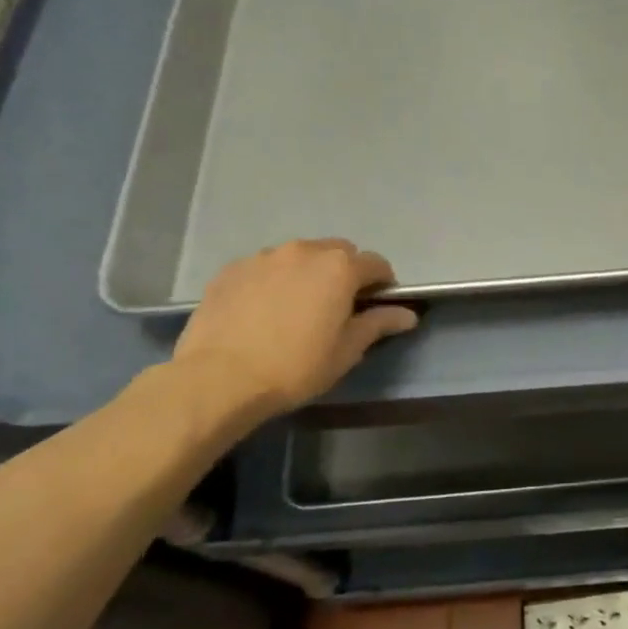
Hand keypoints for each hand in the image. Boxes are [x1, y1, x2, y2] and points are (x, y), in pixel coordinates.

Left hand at [173, 239, 418, 418]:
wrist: (220, 378)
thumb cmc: (296, 366)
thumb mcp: (347, 350)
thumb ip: (379, 323)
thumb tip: (407, 314)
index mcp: (339, 268)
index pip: (376, 264)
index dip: (383, 284)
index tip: (377, 306)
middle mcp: (304, 251)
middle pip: (338, 252)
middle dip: (345, 272)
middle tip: (338, 306)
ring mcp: (264, 257)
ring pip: (299, 257)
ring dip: (308, 273)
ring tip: (297, 307)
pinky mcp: (231, 269)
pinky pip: (266, 267)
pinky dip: (274, 280)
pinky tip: (265, 310)